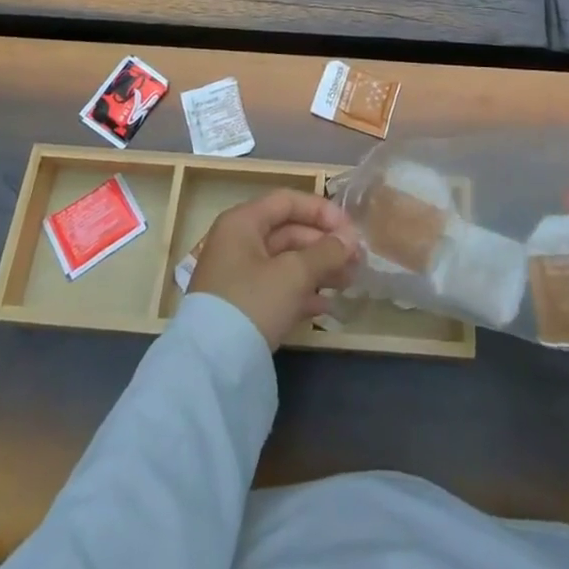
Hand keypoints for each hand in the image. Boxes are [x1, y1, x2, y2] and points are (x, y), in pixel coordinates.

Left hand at [189, 189, 360, 349]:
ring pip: (286, 262)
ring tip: (349, 282)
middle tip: (356, 260)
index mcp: (243, 222)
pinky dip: (302, 293)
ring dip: (318, 269)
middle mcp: (238, 242)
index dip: (321, 211)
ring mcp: (238, 276)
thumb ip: (326, 252)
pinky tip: (327, 307)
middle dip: (324, 245)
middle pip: (288, 232)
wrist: (212, 367)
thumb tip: (351, 240)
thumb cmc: (253, 302)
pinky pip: (278, 288)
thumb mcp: (294, 274)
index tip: (350, 229)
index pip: (287, 201)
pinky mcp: (242, 307)